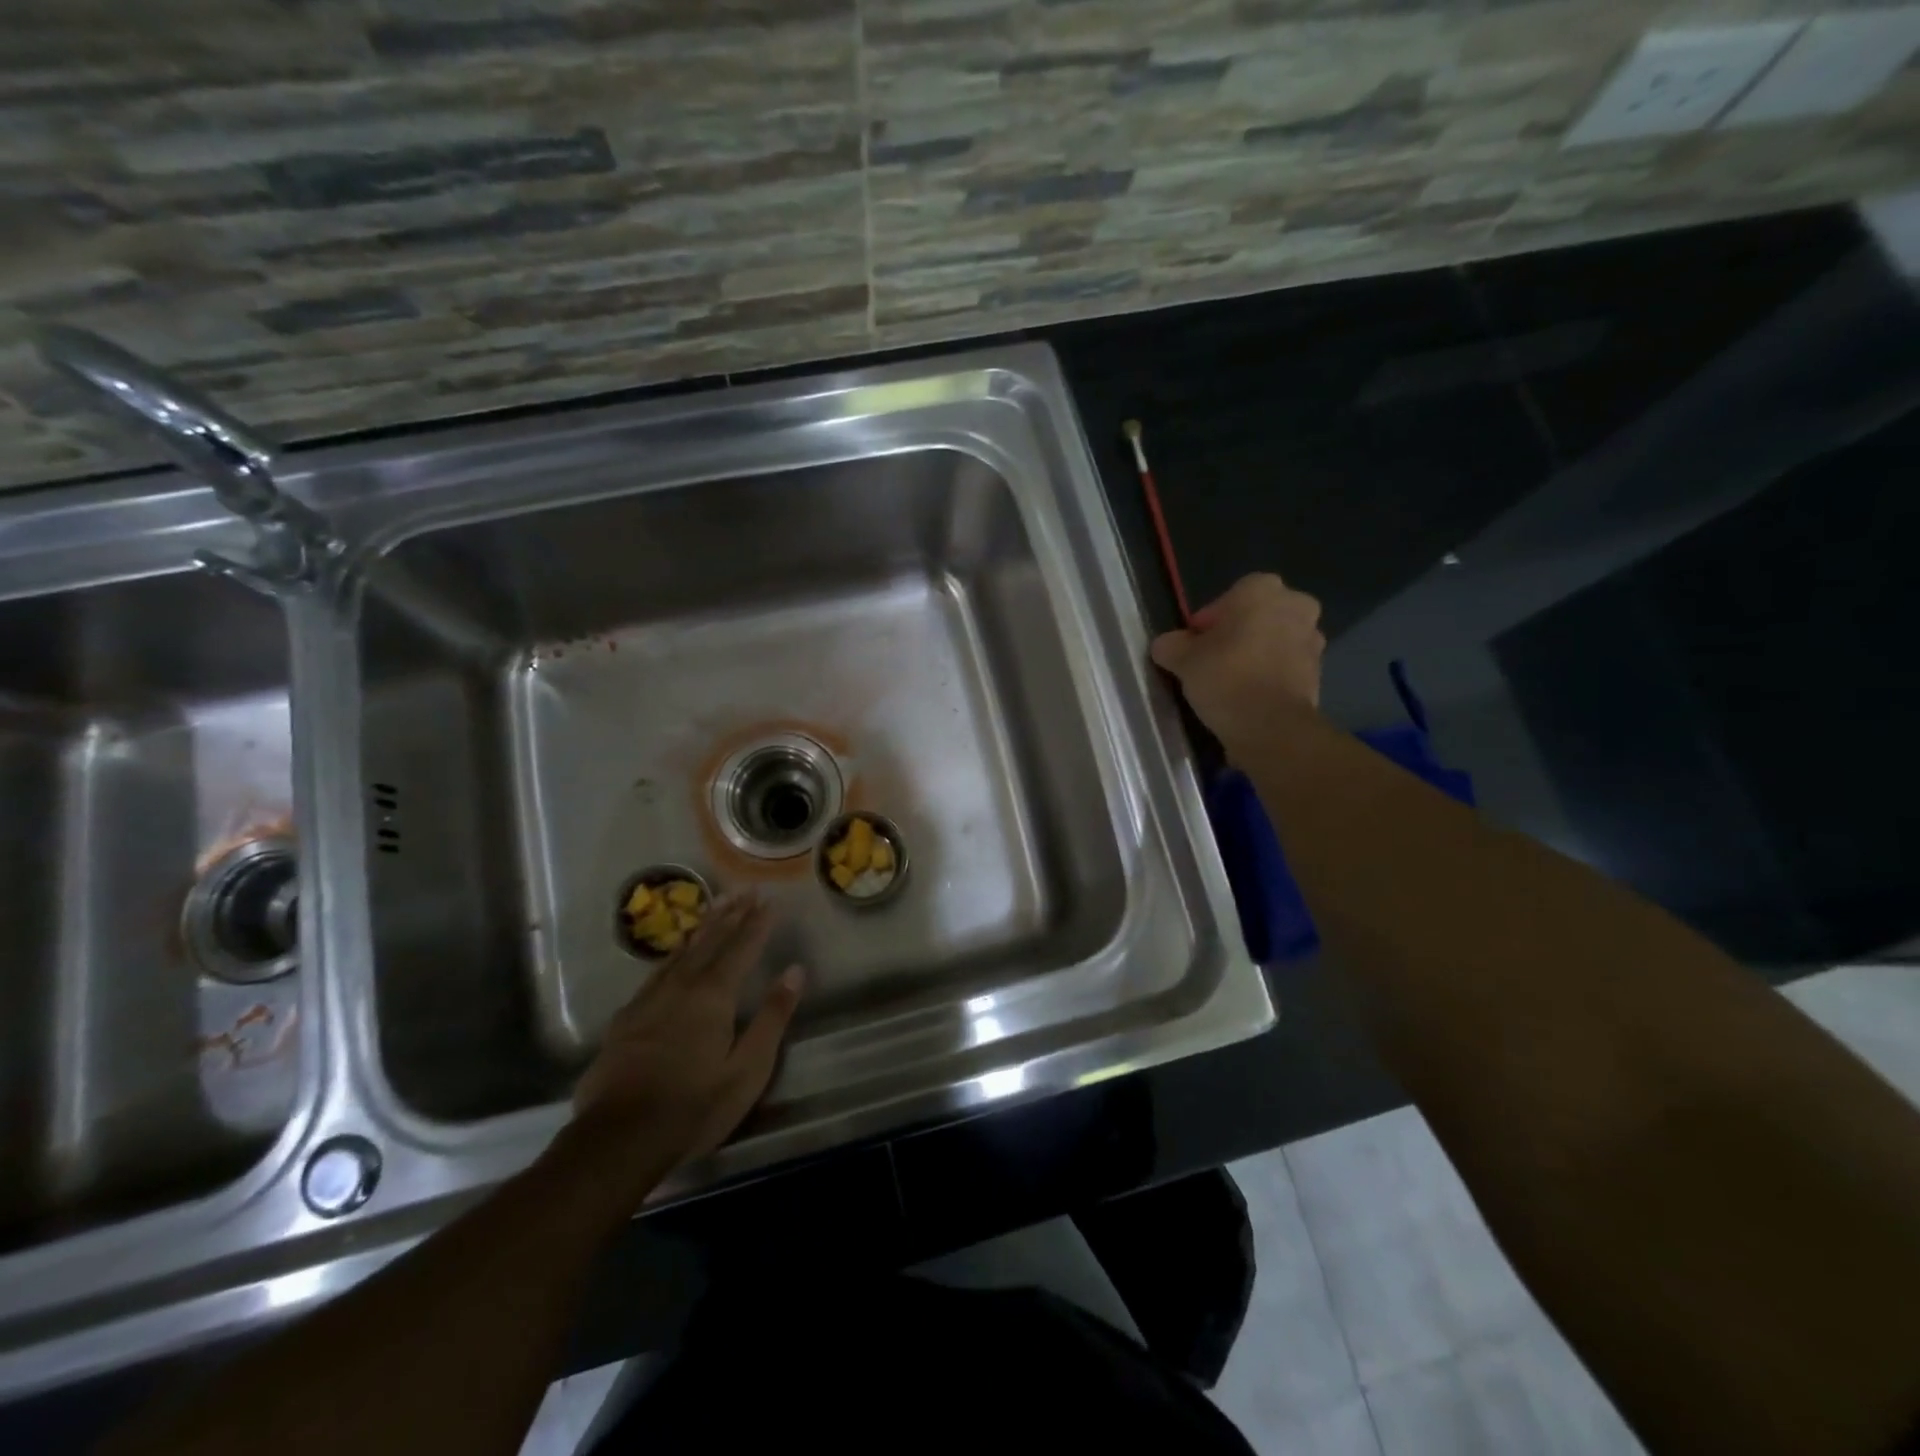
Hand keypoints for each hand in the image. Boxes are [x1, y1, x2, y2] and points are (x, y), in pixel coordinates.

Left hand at [568, 893, 802, 1200]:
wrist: (617, 1140)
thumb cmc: (694, 1106)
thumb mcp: (748, 1068)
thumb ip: (772, 1017)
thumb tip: (795, 971)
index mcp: (714, 996)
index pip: (742, 948)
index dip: (757, 924)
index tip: (769, 900)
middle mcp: (681, 987)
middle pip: (710, 942)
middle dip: (731, 915)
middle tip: (744, 890)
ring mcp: (648, 1001)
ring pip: (680, 952)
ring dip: (702, 928)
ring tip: (714, 907)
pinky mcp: (625, 1019)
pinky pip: (656, 973)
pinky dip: (672, 955)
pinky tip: (672, 956)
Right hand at [1150, 573, 1324, 746]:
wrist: (1271, 726)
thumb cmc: (1225, 677)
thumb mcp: (1182, 659)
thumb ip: (1171, 645)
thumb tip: (1167, 645)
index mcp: (1262, 589)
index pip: (1227, 598)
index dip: (1207, 623)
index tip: (1193, 647)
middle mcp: (1295, 605)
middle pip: (1255, 617)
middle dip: (1236, 635)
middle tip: (1211, 661)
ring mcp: (1313, 639)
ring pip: (1273, 641)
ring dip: (1255, 655)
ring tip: (1229, 683)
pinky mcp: (1319, 672)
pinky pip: (1285, 667)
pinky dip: (1269, 676)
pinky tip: (1248, 697)